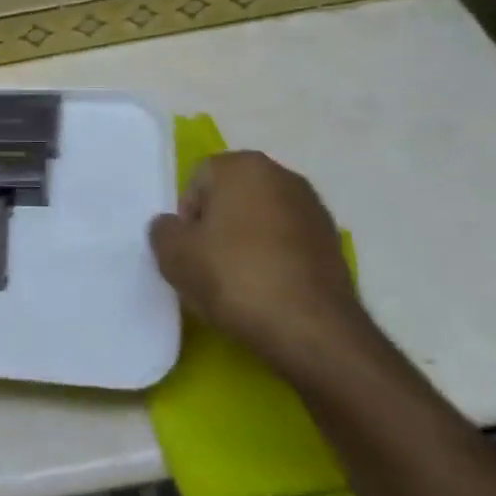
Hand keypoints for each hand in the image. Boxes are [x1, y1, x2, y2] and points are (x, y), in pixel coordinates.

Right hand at [148, 151, 370, 381]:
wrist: (313, 331)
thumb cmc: (236, 278)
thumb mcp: (174, 256)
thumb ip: (163, 231)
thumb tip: (172, 228)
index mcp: (243, 165)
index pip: (197, 182)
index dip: (187, 220)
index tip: (190, 254)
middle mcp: (282, 175)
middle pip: (231, 199)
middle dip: (217, 228)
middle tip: (208, 269)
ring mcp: (313, 209)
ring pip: (260, 222)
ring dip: (246, 244)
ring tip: (239, 285)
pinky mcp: (333, 244)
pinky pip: (287, 245)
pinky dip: (274, 261)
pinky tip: (268, 293)